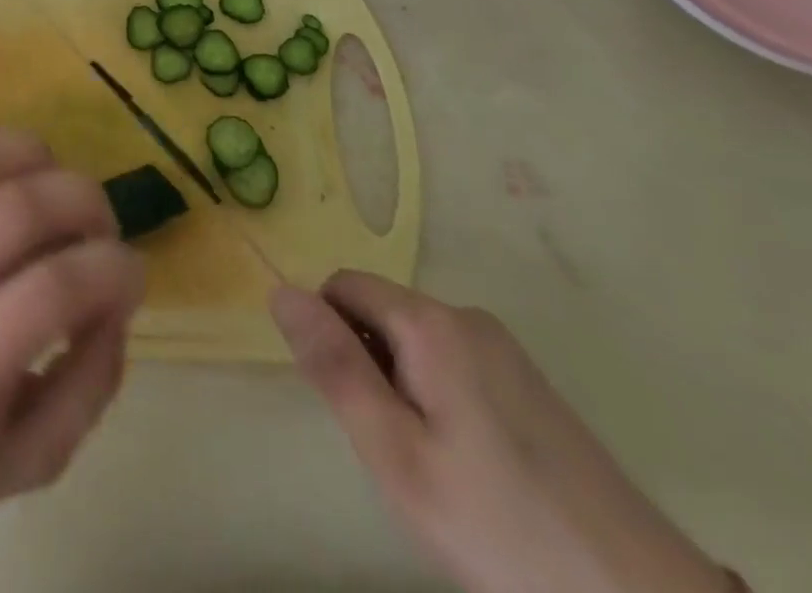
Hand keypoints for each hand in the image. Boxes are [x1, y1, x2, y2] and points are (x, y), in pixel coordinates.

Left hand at [0, 130, 146, 541]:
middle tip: (103, 228)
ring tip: (60, 190)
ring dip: (39, 159)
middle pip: (16, 209)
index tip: (134, 275)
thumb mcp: (29, 462)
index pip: (50, 291)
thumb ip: (91, 384)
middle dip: (85, 203)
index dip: (112, 270)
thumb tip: (117, 297)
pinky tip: (13, 175)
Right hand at [273, 273, 728, 592]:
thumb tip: (280, 290)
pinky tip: (469, 466)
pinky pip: (454, 363)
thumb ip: (334, 366)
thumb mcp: (395, 453)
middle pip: (381, 311)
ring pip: (415, 340)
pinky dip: (438, 396)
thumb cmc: (497, 525)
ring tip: (432, 464)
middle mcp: (467, 317)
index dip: (329, 335)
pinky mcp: (530, 383)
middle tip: (393, 446)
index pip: (343, 286)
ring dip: (401, 383)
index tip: (350, 404)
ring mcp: (506, 349)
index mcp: (431, 323)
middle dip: (367, 363)